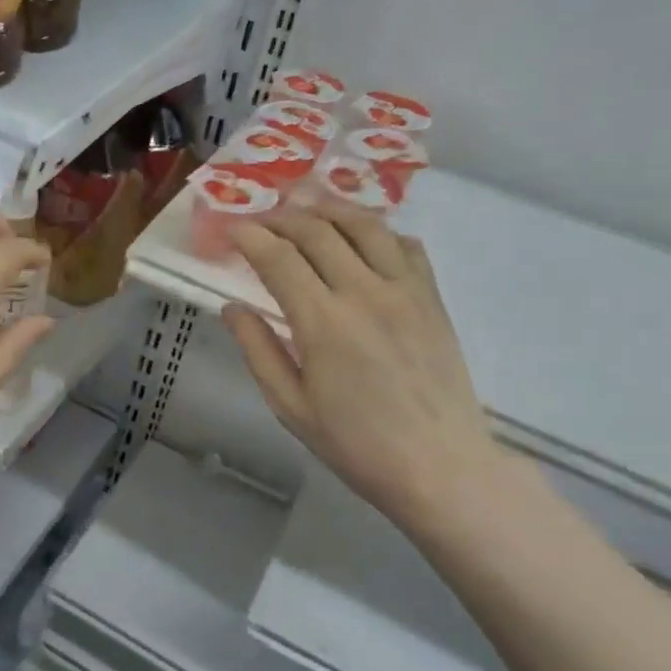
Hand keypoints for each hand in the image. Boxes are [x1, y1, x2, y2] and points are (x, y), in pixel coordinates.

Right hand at [225, 206, 500, 528]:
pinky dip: (378, 231)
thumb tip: (232, 308)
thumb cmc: (355, 443)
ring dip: (330, 209)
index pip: (279, 259)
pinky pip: (405, 246)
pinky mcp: (432, 298)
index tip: (230, 229)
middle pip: (319, 232)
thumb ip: (258, 350)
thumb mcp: (290, 406)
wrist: (439, 465)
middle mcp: (365, 292)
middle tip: (260, 217)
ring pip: (365, 226)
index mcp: (323, 322)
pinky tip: (362, 237)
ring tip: (307, 206)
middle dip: (283, 217)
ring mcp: (405, 290)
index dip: (250, 237)